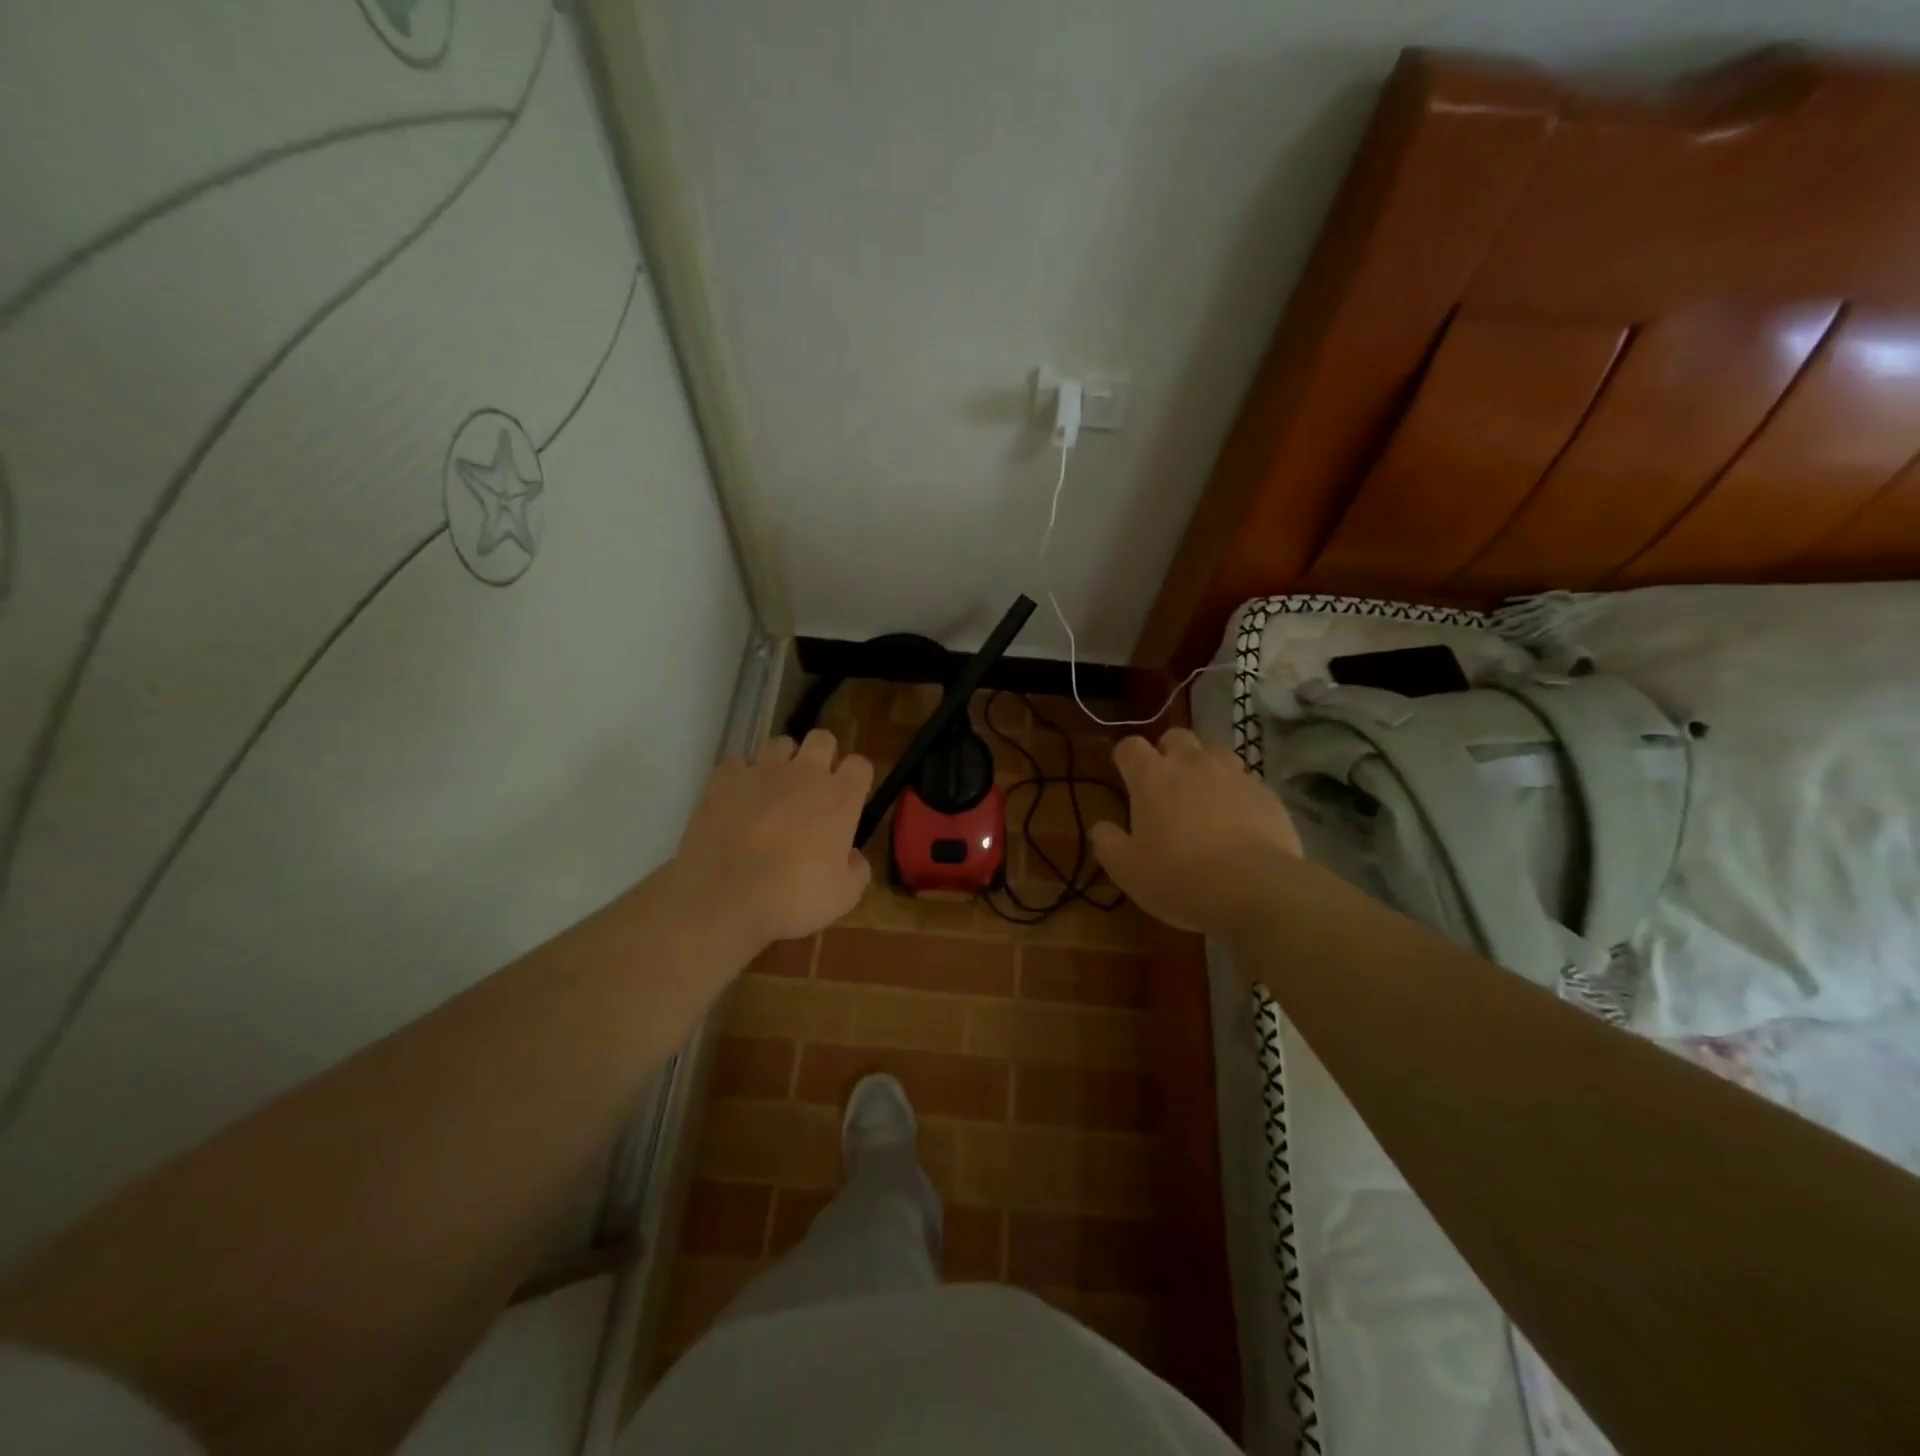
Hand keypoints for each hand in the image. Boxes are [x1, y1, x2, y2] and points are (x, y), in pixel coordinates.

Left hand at [674, 730, 872, 949]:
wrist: (723, 896)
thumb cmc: (792, 899)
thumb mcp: (843, 897)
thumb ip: (857, 870)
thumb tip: (854, 856)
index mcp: (840, 798)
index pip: (860, 765)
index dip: (857, 779)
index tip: (851, 798)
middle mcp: (805, 774)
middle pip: (822, 739)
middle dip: (822, 756)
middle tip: (813, 787)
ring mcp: (762, 770)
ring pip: (780, 744)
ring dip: (782, 762)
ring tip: (773, 790)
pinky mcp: (724, 778)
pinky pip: (738, 762)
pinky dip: (741, 776)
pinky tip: (738, 799)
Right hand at [1091, 728, 1301, 937]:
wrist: (1256, 888)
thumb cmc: (1179, 877)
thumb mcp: (1127, 870)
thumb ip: (1107, 843)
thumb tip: (1100, 828)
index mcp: (1152, 777)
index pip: (1130, 746)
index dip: (1125, 756)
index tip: (1124, 773)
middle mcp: (1192, 764)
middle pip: (1176, 736)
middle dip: (1167, 751)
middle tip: (1165, 781)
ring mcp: (1233, 774)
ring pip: (1215, 751)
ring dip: (1204, 764)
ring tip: (1203, 793)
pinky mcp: (1266, 792)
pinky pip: (1246, 780)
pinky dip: (1236, 791)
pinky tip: (1237, 818)